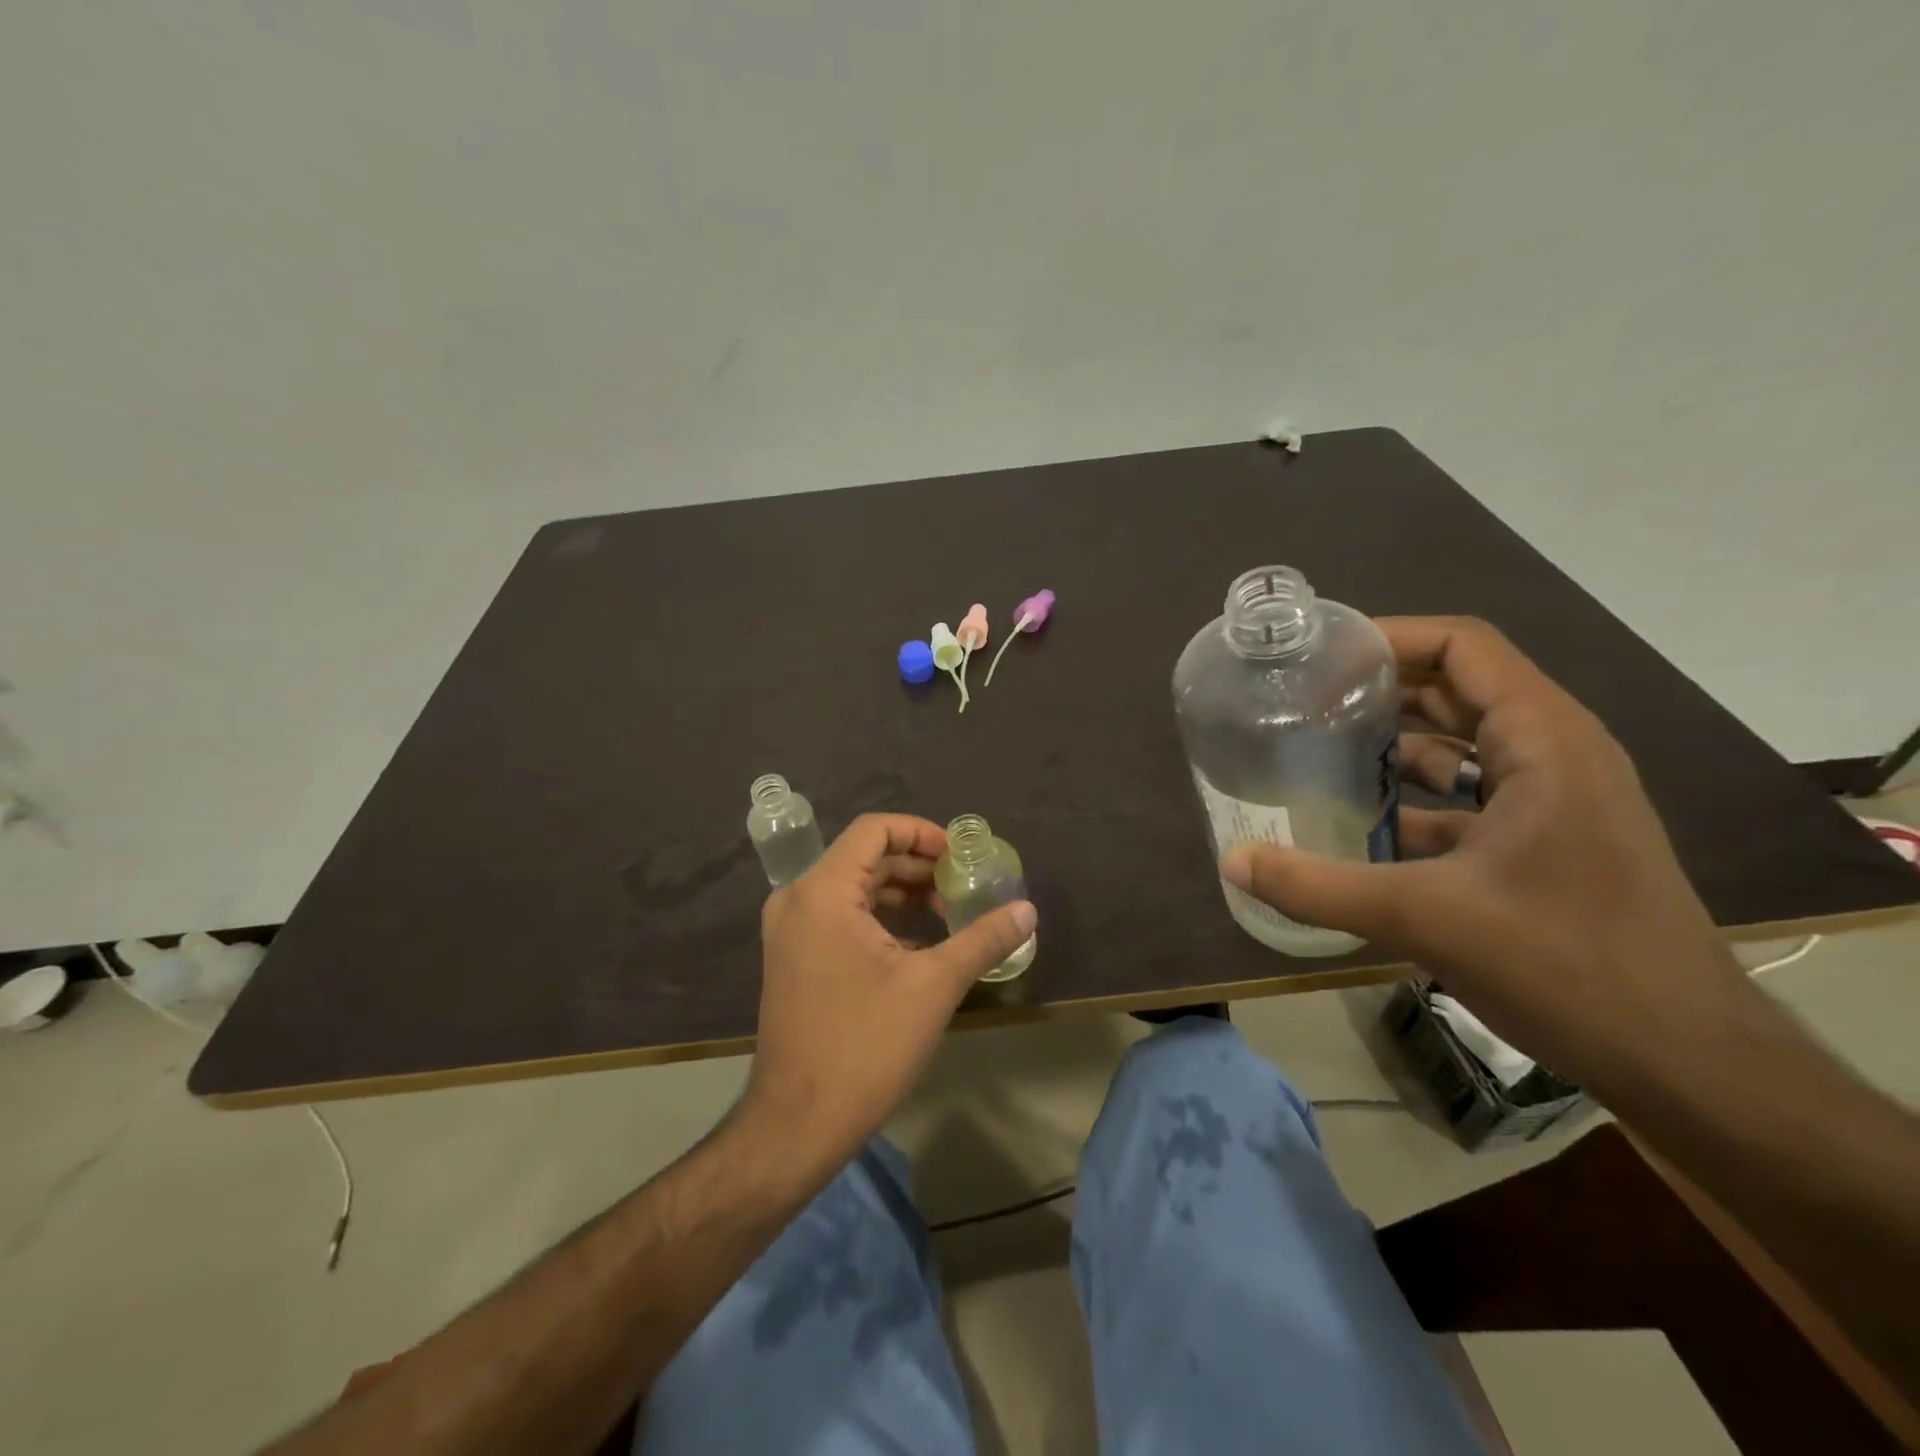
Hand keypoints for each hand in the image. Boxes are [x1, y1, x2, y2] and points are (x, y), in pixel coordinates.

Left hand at [740, 814, 1037, 1170]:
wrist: (797, 1125)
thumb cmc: (865, 1046)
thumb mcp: (934, 986)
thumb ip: (983, 939)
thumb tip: (1028, 910)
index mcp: (823, 891)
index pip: (874, 830)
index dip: (922, 833)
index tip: (960, 857)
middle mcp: (798, 900)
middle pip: (864, 857)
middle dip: (918, 866)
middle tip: (963, 886)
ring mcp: (790, 931)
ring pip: (853, 889)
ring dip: (902, 894)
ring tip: (949, 914)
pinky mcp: (793, 959)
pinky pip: (840, 917)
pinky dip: (881, 919)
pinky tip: (919, 945)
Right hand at [1220, 616, 1746, 1084]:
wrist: (1684, 1060)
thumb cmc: (1567, 964)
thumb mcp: (1425, 918)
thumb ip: (1317, 887)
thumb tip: (1232, 861)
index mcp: (1544, 742)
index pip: (1463, 648)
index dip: (1389, 637)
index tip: (1319, 655)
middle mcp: (1556, 755)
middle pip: (1459, 689)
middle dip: (1381, 688)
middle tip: (1302, 700)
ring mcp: (1556, 800)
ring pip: (1464, 744)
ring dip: (1396, 742)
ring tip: (1318, 750)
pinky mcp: (1548, 842)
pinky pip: (1471, 795)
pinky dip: (1417, 796)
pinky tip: (1362, 822)